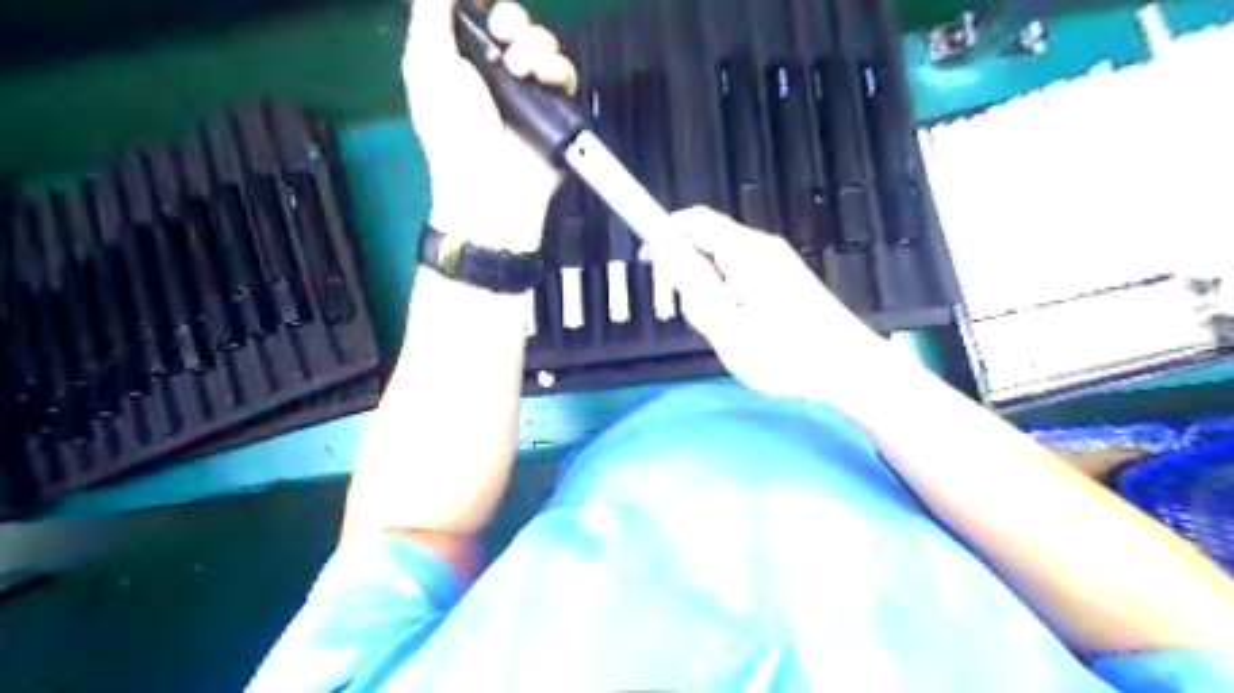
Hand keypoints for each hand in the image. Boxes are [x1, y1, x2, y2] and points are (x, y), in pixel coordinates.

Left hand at [407, 1, 579, 250]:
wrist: (490, 183)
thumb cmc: (452, 127)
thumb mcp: (427, 65)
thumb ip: (431, 16)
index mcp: (465, 61)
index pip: (483, 18)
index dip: (486, 8)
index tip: (484, 7)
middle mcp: (500, 72)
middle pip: (517, 25)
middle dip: (512, 21)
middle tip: (504, 36)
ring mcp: (531, 91)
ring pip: (544, 44)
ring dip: (535, 46)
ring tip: (521, 70)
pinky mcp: (558, 109)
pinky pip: (566, 73)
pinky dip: (558, 69)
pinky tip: (545, 79)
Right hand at [654, 206, 904, 399]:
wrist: (848, 368)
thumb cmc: (785, 352)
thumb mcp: (726, 324)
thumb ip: (692, 284)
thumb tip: (663, 247)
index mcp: (745, 251)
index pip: (692, 220)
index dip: (663, 234)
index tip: (647, 264)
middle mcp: (760, 248)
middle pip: (704, 244)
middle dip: (686, 276)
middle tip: (691, 316)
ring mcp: (774, 264)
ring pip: (720, 268)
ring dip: (708, 296)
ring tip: (723, 333)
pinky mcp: (782, 281)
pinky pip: (739, 281)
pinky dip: (727, 301)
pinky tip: (740, 331)